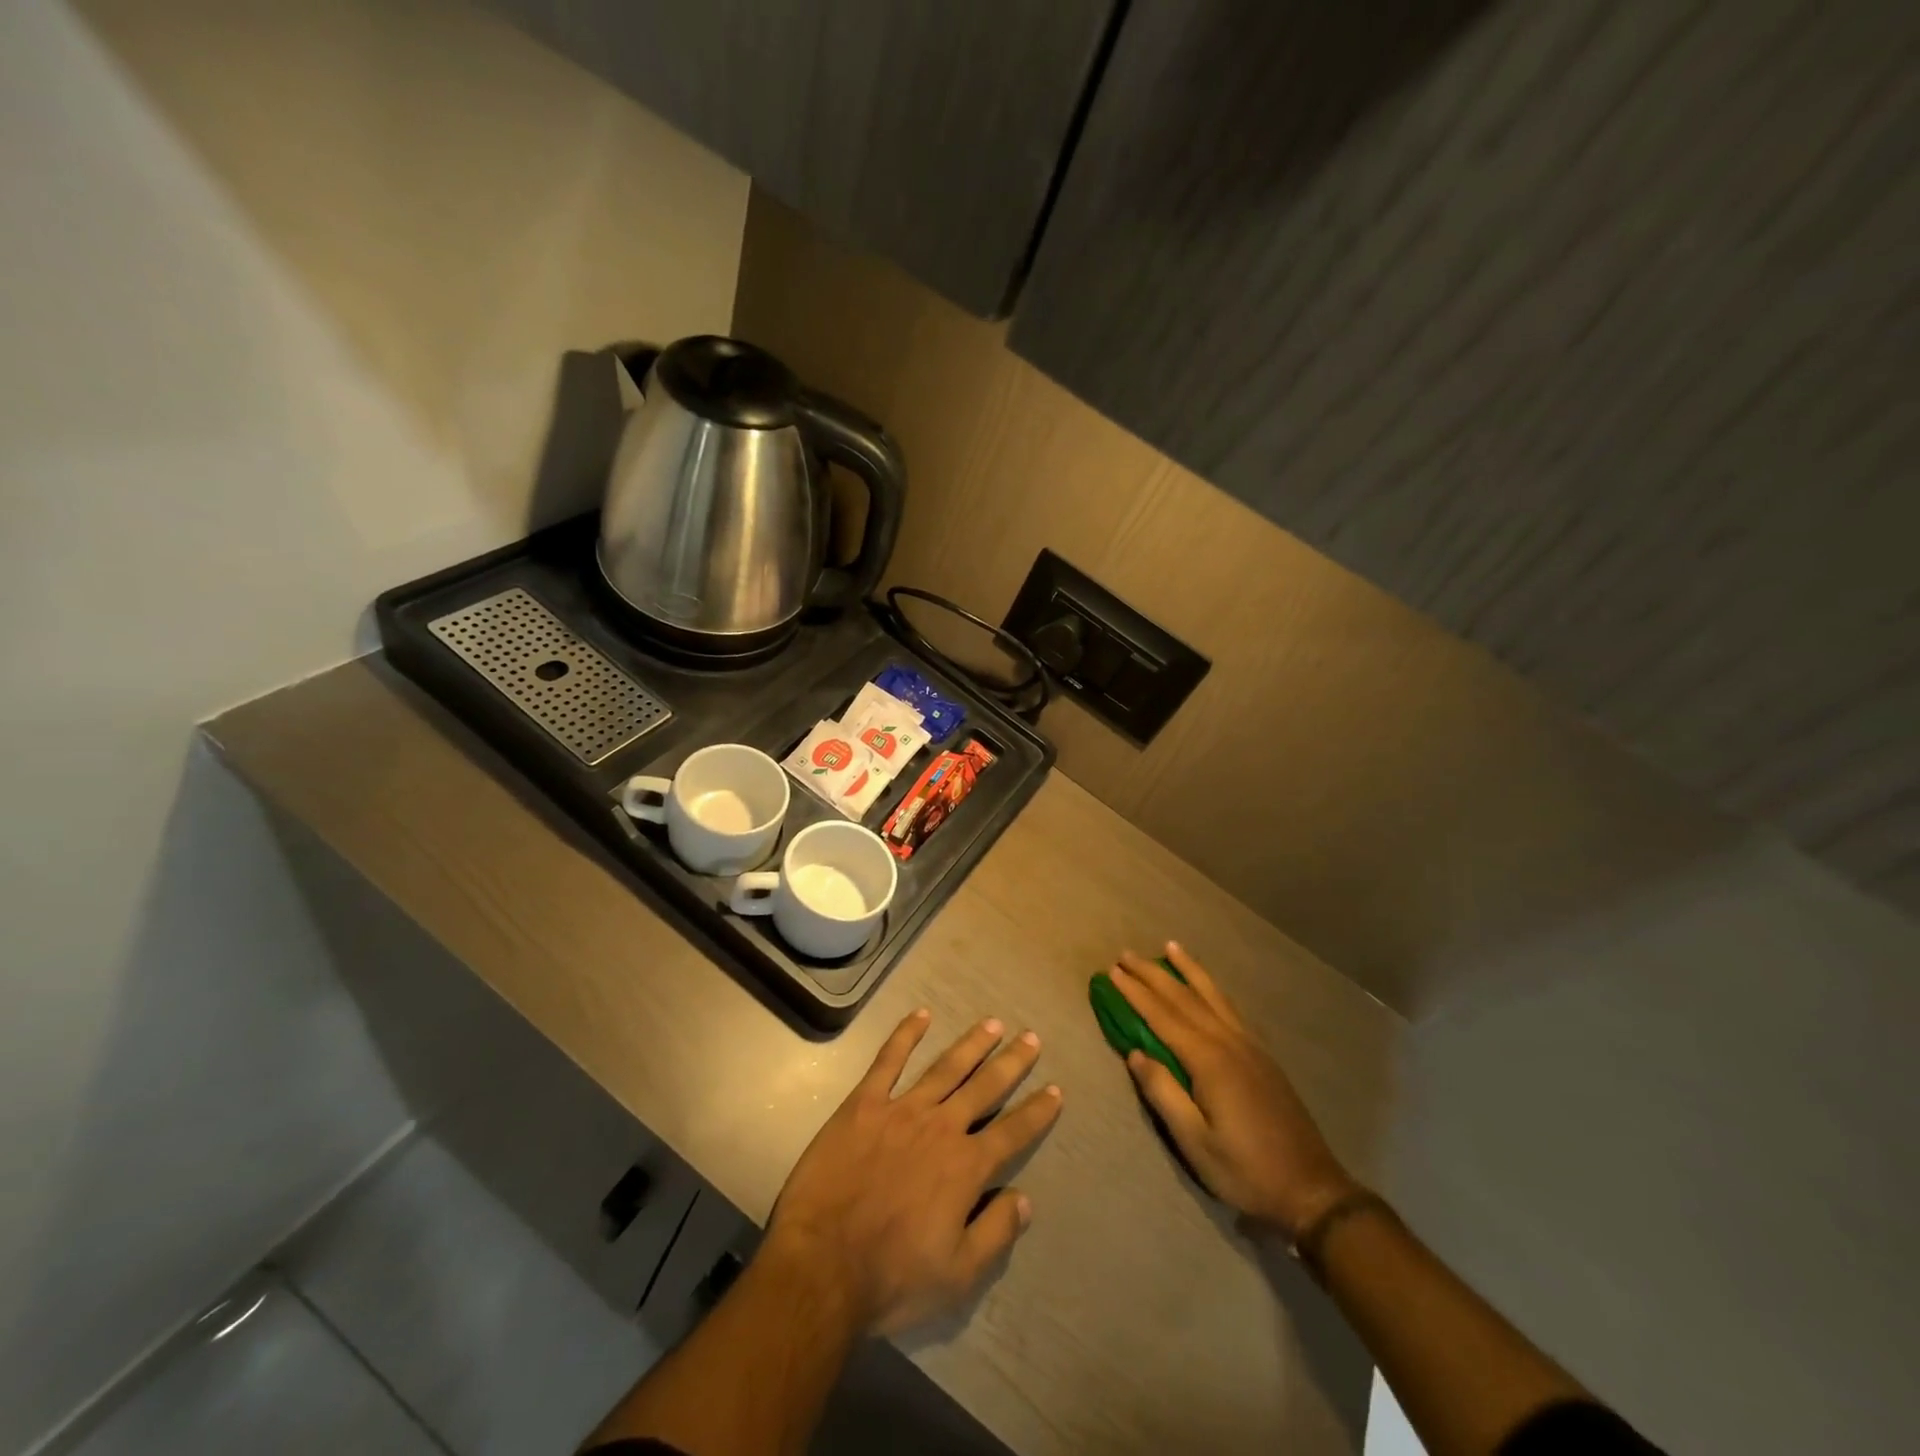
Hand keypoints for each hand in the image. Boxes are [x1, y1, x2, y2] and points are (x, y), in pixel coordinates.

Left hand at [766, 1010, 1062, 1336]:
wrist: (821, 1264)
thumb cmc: (892, 1276)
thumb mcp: (957, 1276)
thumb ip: (995, 1233)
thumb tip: (1024, 1199)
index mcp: (966, 1167)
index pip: (1013, 1132)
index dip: (1037, 1112)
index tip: (1055, 1090)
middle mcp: (941, 1127)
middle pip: (984, 1087)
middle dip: (1011, 1062)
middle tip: (1031, 1037)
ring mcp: (901, 1110)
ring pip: (945, 1067)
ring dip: (972, 1044)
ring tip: (992, 1023)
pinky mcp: (864, 1104)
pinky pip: (889, 1061)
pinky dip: (906, 1035)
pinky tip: (921, 1015)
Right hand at [1110, 944, 1359, 1238]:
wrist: (1311, 1189)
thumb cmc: (1246, 1171)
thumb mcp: (1195, 1142)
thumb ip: (1163, 1093)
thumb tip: (1135, 1053)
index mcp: (1209, 1060)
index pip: (1162, 1016)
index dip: (1135, 992)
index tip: (1111, 971)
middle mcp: (1228, 1042)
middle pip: (1184, 997)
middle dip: (1152, 974)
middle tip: (1125, 954)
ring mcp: (1249, 1045)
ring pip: (1212, 995)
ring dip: (1187, 970)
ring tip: (1169, 947)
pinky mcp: (1262, 1055)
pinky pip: (1230, 1008)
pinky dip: (1213, 989)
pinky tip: (1207, 986)